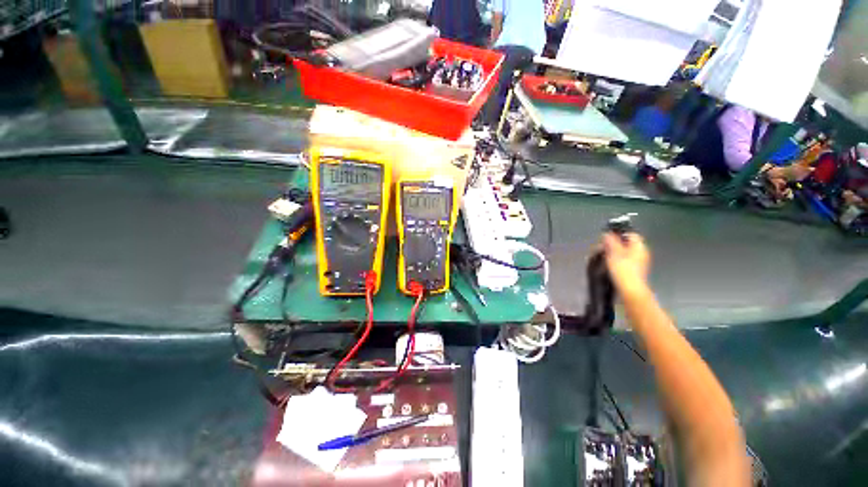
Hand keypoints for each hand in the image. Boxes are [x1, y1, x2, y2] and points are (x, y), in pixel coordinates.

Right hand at [602, 232, 650, 295]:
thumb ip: (611, 242)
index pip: (630, 234)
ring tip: (604, 257)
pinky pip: (626, 261)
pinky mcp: (636, 271)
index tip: (607, 238)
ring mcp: (640, 263)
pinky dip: (618, 261)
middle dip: (615, 245)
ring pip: (626, 253)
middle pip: (627, 244)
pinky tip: (610, 265)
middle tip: (603, 248)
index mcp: (639, 247)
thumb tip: (607, 234)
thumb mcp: (614, 253)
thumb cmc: (623, 269)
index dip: (618, 234)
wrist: (630, 290)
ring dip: (615, 253)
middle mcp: (642, 253)